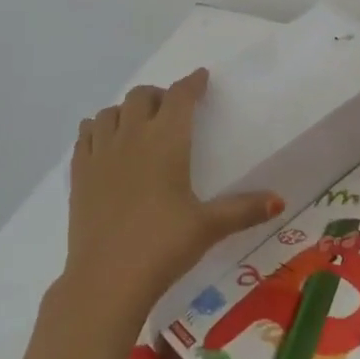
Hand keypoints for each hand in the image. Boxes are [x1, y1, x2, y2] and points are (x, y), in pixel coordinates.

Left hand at [64, 68, 283, 322]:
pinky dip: (97, 129)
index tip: (200, 78)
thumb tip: (280, 201)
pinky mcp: (79, 174)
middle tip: (171, 110)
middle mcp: (132, 136)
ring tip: (138, 126)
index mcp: (166, 140)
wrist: (106, 280)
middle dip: (159, 95)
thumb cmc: (163, 246)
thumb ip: (244, 209)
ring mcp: (101, 153)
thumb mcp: (209, 227)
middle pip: (142, 96)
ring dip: (126, 111)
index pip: (179, 96)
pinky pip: (86, 135)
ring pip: (110, 111)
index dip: (192, 83)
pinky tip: (106, 144)